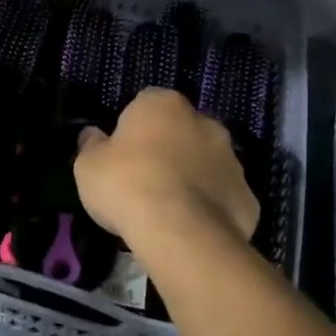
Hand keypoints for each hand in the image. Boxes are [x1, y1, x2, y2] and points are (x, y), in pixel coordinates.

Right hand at [75, 89, 258, 248]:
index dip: (132, 127)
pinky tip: (191, 228)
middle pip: (181, 130)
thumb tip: (92, 135)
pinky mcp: (247, 196)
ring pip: (206, 162)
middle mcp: (204, 122)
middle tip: (145, 179)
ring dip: (191, 176)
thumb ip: (91, 146)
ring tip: (168, 209)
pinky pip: (223, 197)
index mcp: (164, 105)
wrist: (179, 232)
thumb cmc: (127, 185)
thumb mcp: (88, 166)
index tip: (121, 152)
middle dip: (167, 148)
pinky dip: (210, 207)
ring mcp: (232, 159)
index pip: (146, 103)